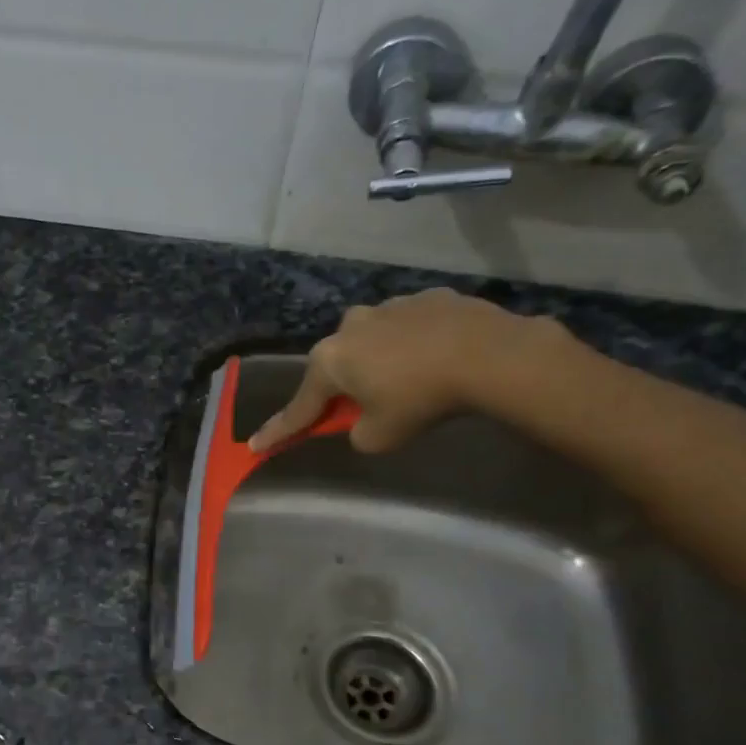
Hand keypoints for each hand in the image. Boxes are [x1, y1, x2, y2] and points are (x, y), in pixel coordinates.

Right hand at [248, 289, 563, 454]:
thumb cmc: (421, 400)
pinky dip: (413, 345)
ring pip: (372, 342)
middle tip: (360, 408)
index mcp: (330, 361)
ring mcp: (388, 306)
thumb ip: (356, 431)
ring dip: (379, 362)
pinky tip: (437, 359)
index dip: (279, 431)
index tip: (256, 446)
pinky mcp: (427, 298)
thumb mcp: (379, 436)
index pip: (299, 407)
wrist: (489, 355)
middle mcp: (349, 326)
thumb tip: (361, 421)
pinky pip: (408, 328)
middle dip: (342, 387)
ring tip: (410, 380)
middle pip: (336, 366)